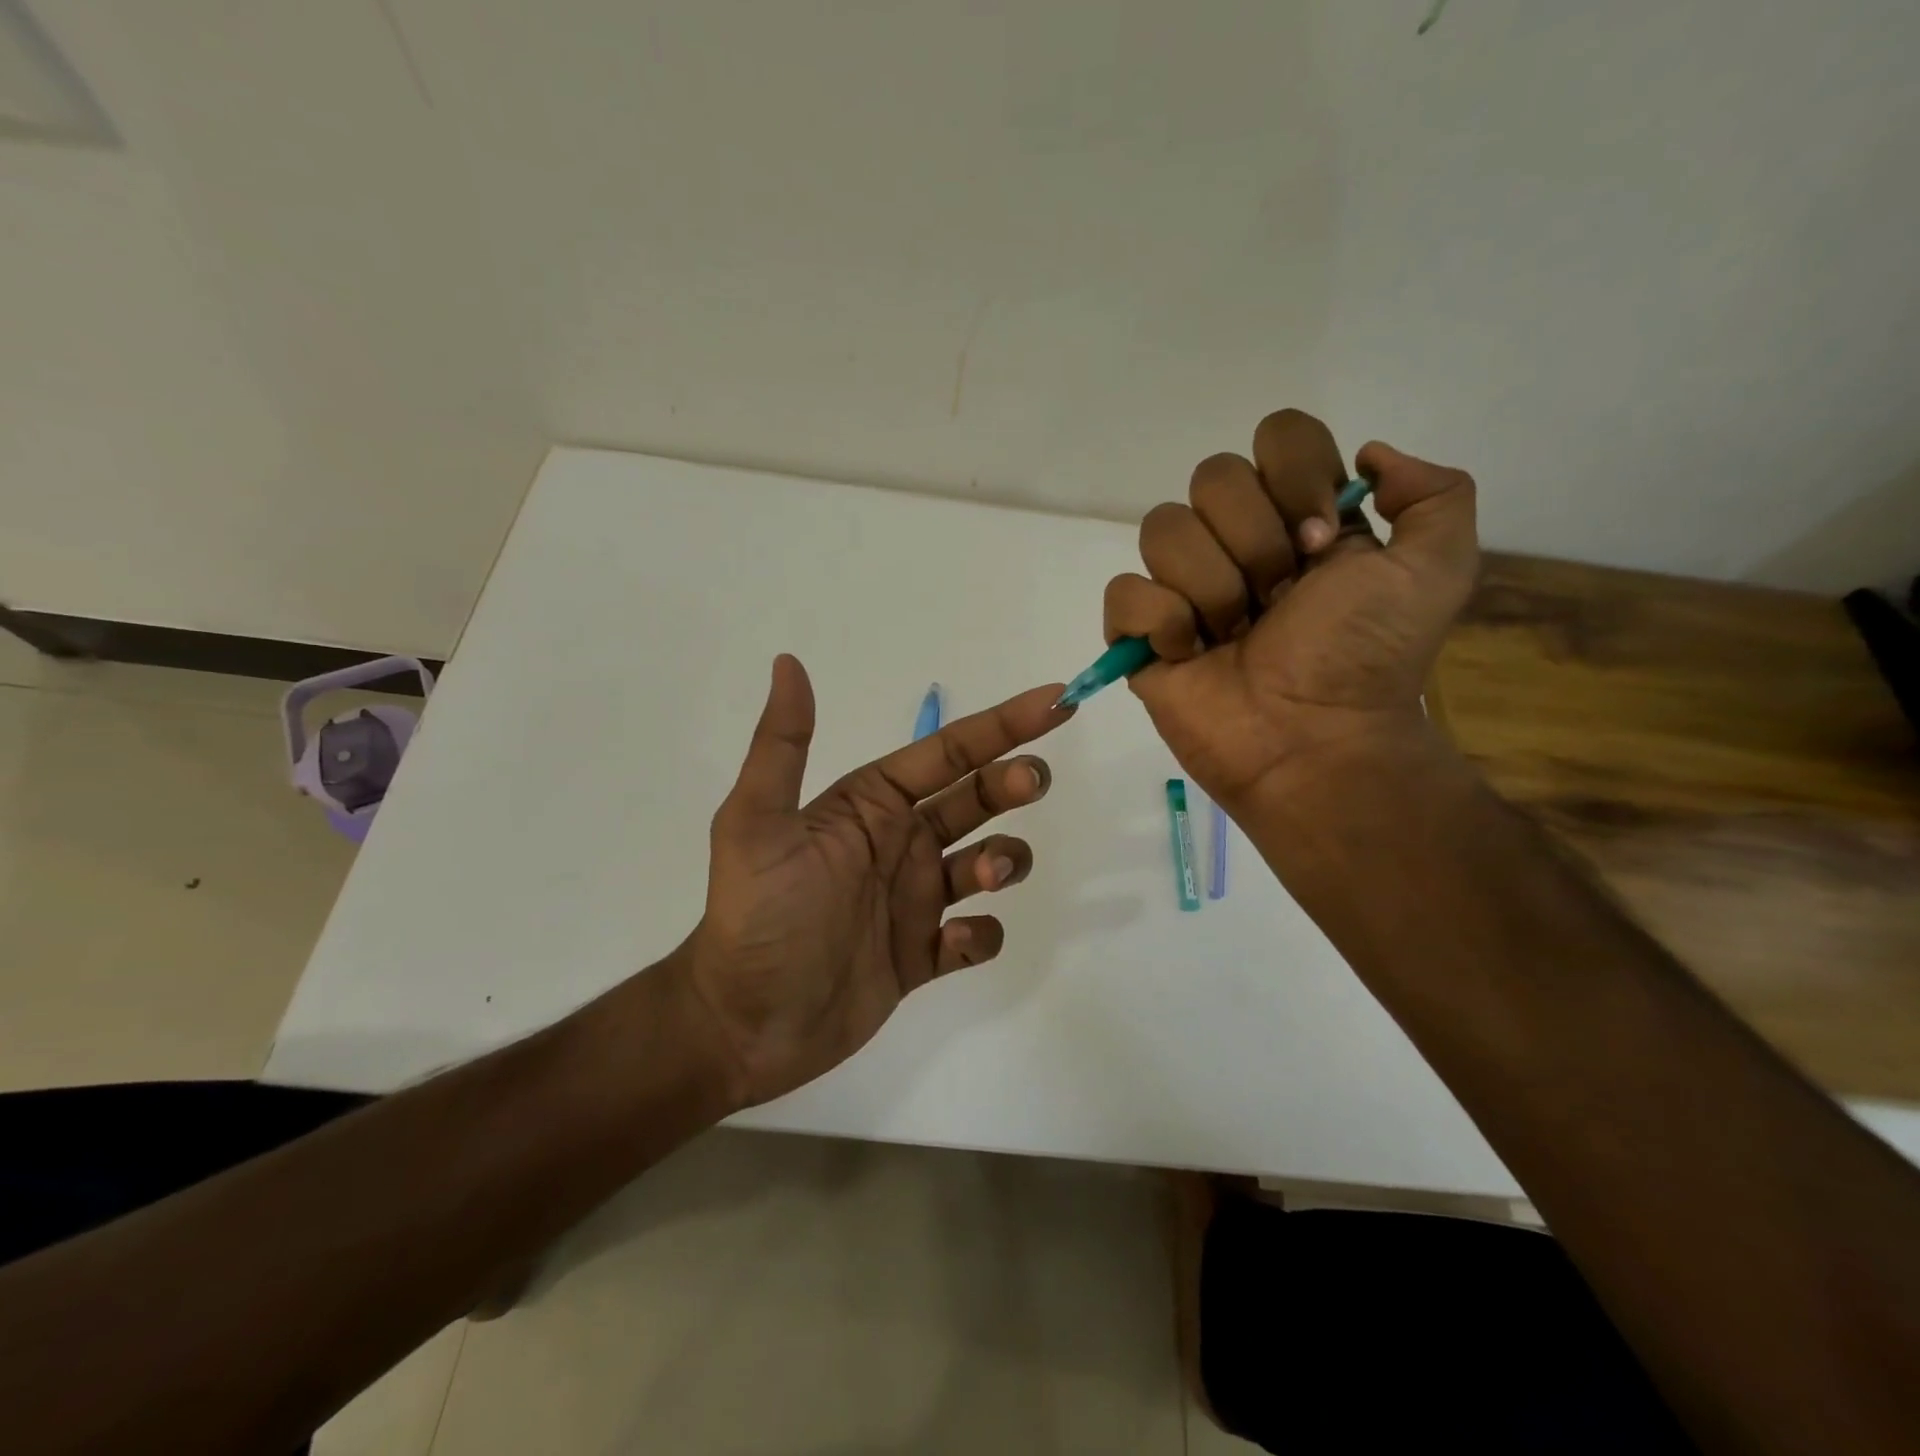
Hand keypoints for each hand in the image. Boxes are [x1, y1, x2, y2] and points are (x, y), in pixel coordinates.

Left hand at [676, 655, 1071, 1107]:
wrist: (743, 1024)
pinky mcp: (921, 955)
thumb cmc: (758, 916)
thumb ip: (782, 745)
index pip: (947, 753)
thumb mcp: (756, 823)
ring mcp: (914, 901)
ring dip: (1003, 860)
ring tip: (986, 874)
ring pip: (985, 863)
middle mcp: (899, 844)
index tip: (1056, 703)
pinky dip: (980, 935)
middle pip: (975, 799)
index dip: (1001, 725)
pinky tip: (954, 942)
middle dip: (1011, 782)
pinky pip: (973, 937)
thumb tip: (788, 662)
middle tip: (1032, 783)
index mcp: (870, 806)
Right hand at [1104, 409, 1477, 813]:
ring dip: (1212, 588)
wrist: (1316, 743)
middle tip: (1280, 600)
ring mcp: (1182, 587)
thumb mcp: (1437, 569)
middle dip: (1255, 543)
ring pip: (1163, 529)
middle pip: (1211, 477)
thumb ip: (1435, 493)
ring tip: (1235, 635)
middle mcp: (1236, 542)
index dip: (1295, 476)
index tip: (1320, 542)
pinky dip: (1159, 621)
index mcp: (1297, 518)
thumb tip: (1366, 458)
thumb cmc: (1368, 659)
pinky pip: (1125, 592)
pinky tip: (1188, 653)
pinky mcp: (1140, 634)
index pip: (1276, 437)